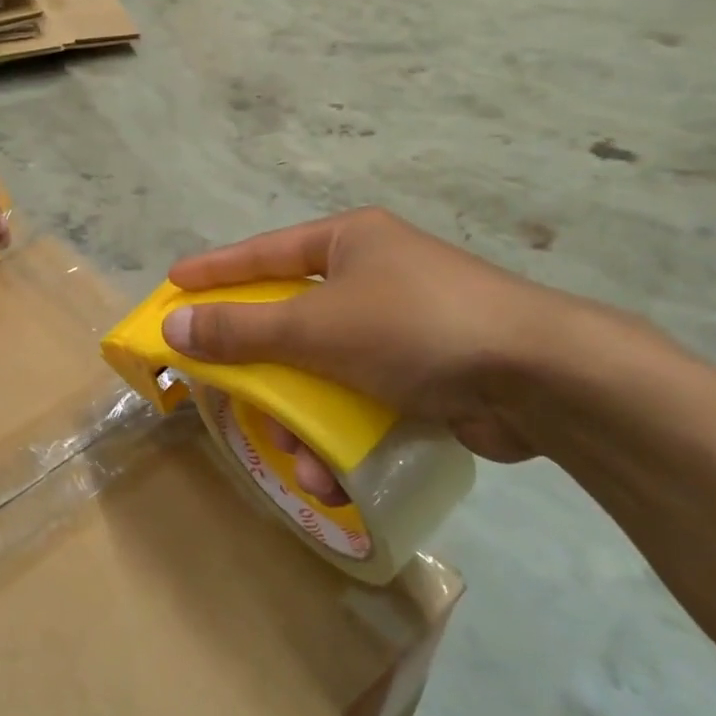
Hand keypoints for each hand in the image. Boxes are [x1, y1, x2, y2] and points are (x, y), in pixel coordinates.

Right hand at [165, 208, 581, 465]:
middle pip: (292, 319)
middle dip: (262, 368)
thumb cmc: (415, 325)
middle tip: (224, 387)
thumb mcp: (317, 326)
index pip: (264, 252)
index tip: (174, 283)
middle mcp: (372, 275)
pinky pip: (360, 399)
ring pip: (323, 370)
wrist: (541, 378)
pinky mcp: (425, 374)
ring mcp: (400, 327)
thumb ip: (243, 328)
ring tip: (296, 459)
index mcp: (348, 241)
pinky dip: (342, 433)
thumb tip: (174, 327)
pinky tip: (332, 474)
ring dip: (302, 419)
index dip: (216, 270)